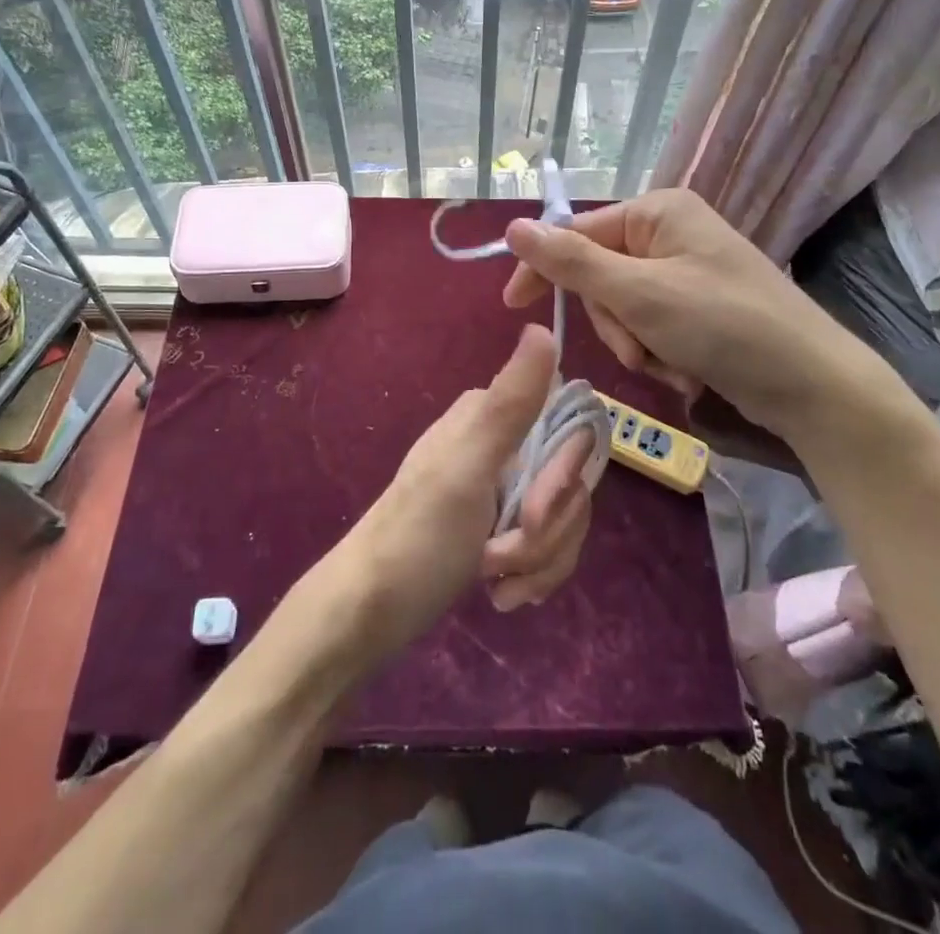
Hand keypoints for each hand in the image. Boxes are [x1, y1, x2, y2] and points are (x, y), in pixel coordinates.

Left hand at [344, 325, 595, 651]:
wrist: (368, 612)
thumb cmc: (417, 537)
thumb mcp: (467, 467)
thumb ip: (512, 402)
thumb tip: (542, 327)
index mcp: (493, 415)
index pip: (571, 430)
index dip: (564, 479)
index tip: (534, 514)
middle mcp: (503, 442)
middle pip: (572, 482)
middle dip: (548, 531)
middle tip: (501, 556)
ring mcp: (503, 487)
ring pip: (564, 518)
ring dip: (540, 560)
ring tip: (495, 580)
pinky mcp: (501, 526)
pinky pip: (549, 545)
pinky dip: (534, 574)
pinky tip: (501, 593)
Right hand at [502, 189, 905, 432]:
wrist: (812, 385)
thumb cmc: (724, 324)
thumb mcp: (639, 293)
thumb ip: (572, 262)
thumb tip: (514, 226)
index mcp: (658, 212)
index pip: (576, 232)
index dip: (544, 270)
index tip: (513, 305)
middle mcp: (670, 233)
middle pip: (599, 276)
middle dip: (613, 321)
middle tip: (638, 347)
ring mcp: (685, 272)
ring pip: (621, 308)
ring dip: (635, 343)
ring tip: (670, 363)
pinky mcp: (697, 308)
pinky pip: (649, 326)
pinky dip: (657, 353)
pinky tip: (686, 370)